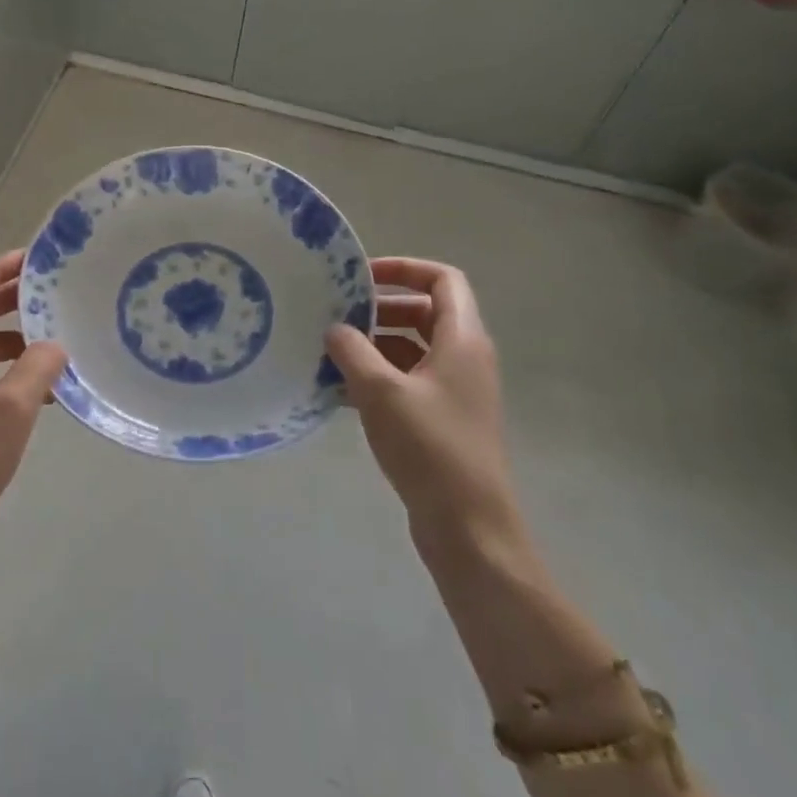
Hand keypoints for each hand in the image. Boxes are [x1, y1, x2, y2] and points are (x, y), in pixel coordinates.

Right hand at [325, 259, 523, 560]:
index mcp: (462, 340)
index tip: (361, 277)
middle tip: (336, 317)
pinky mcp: (441, 419)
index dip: (404, 269)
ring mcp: (454, 391)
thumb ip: (352, 351)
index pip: (443, 280)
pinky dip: (376, 377)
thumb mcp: (381, 391)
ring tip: (328, 353)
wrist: (468, 527)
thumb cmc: (429, 447)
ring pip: (411, 348)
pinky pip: (406, 381)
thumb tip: (334, 328)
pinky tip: (337, 390)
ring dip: (372, 346)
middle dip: (379, 309)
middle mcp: (464, 358)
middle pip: (423, 312)